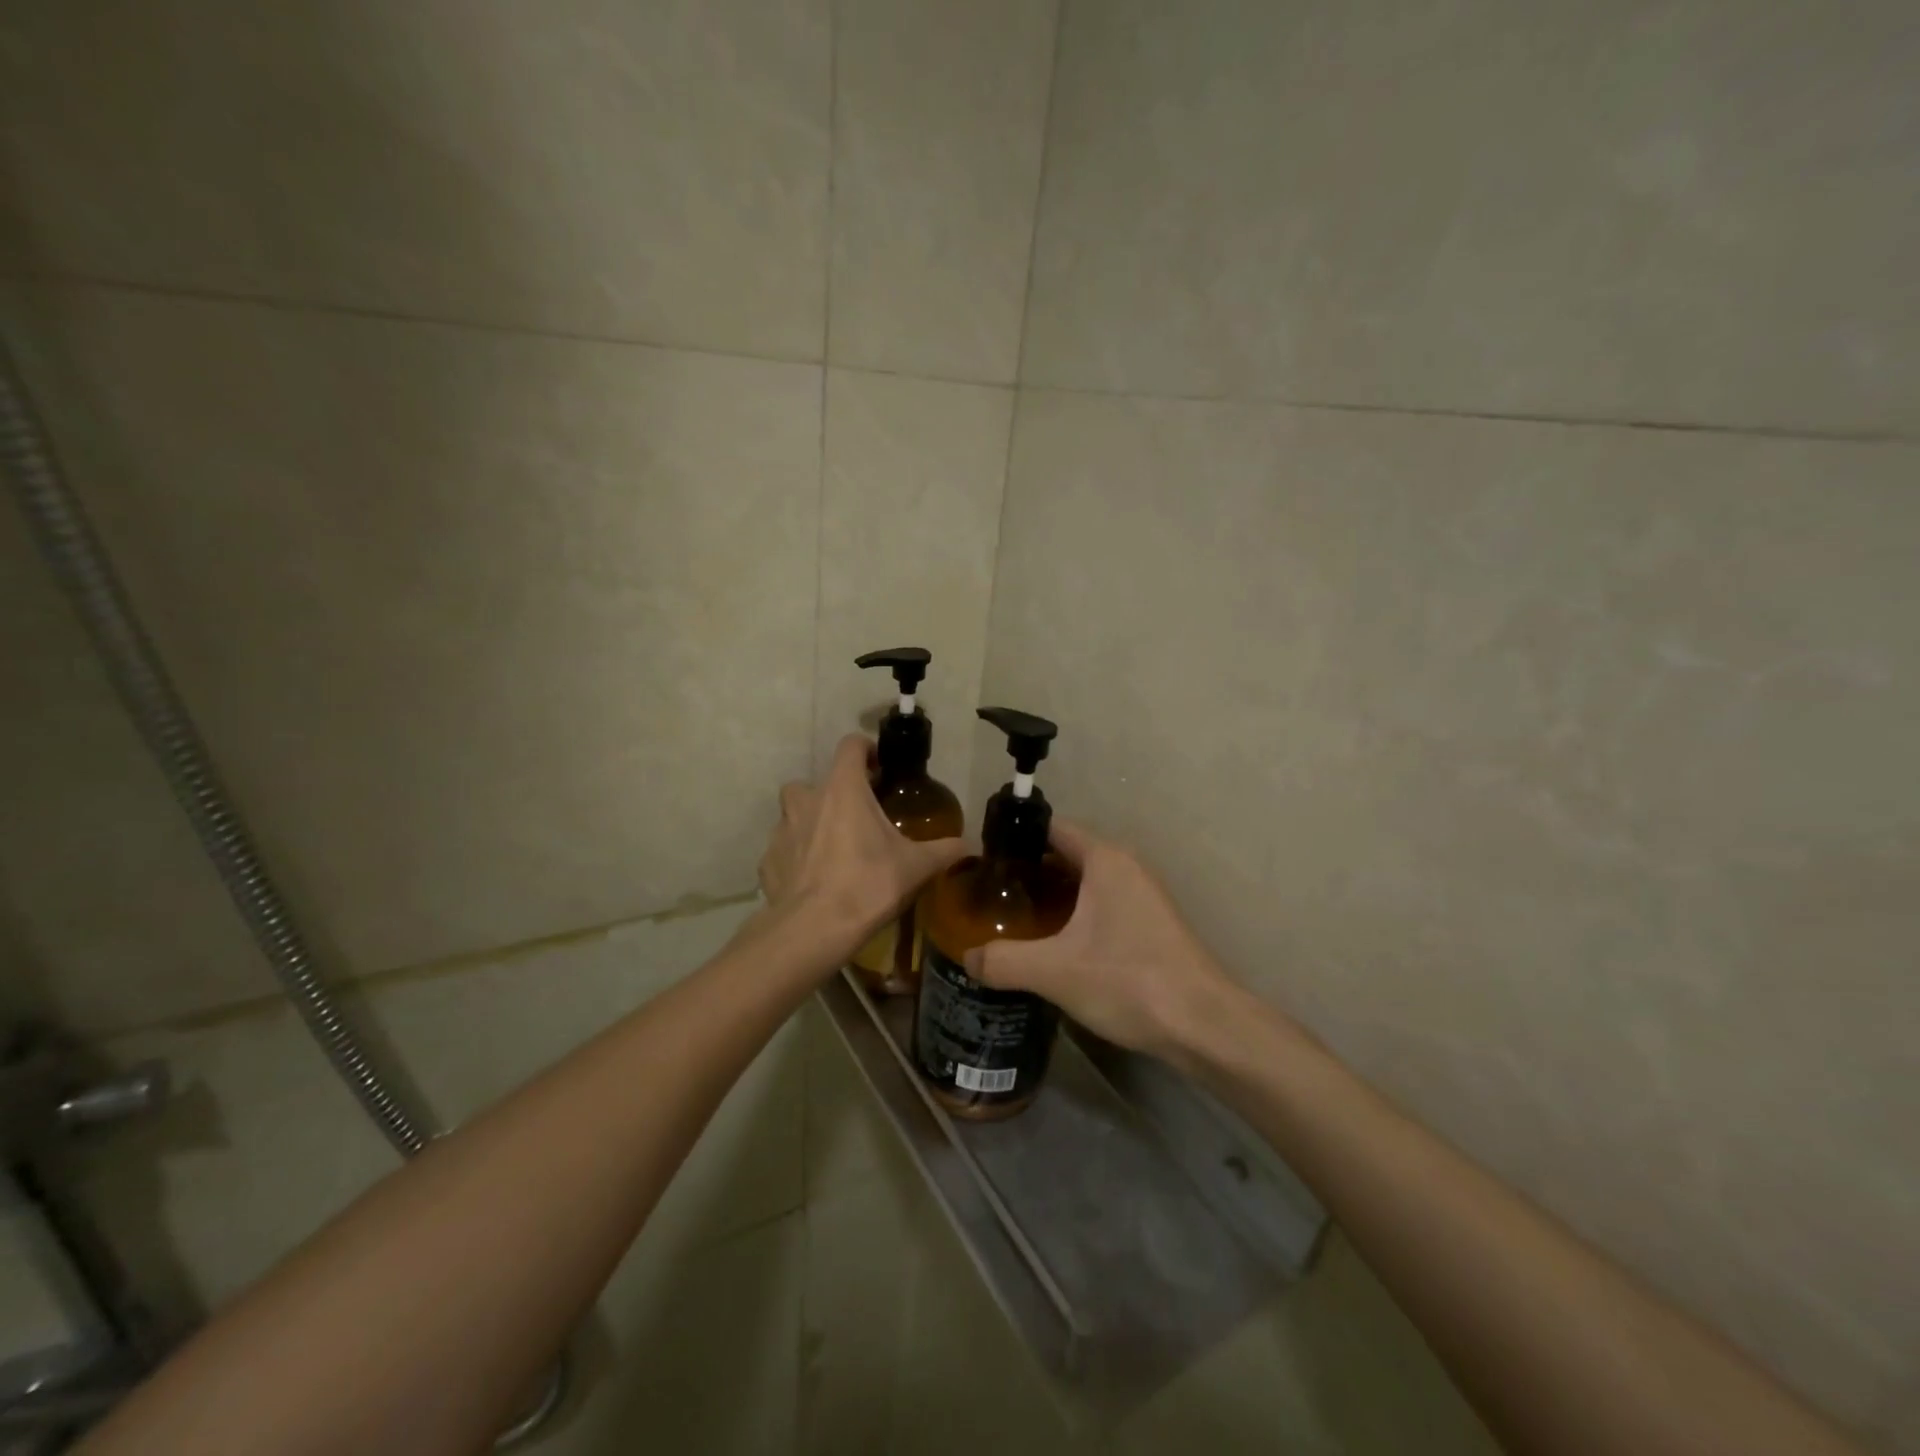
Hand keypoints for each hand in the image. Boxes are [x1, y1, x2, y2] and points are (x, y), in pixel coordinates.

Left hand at [759, 734, 966, 962]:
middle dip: (836, 793)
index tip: (879, 768)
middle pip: (818, 781)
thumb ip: (943, 851)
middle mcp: (807, 799)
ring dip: (812, 822)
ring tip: (834, 848)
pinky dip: (796, 858)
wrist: (814, 930)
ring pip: (795, 813)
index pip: (850, 745)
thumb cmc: (868, 884)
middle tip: (857, 817)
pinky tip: (813, 879)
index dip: (866, 750)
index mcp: (843, 788)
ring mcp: (782, 830)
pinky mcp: (767, 861)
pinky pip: (784, 850)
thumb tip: (968, 846)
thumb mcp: (916, 867)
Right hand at [963, 821, 1246, 1065]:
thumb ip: (1003, 961)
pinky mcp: (1151, 925)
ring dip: (1052, 896)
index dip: (1015, 838)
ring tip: (1013, 919)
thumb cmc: (1129, 981)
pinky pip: (1102, 905)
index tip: (983, 859)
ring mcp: (1143, 896)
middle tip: (990, 894)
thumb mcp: (1054, 971)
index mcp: (1105, 860)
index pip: (1051, 829)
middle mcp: (1126, 867)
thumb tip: (967, 958)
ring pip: (1085, 883)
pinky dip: (1074, 915)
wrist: (1203, 1024)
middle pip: (1066, 855)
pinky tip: (1053, 945)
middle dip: (1028, 871)